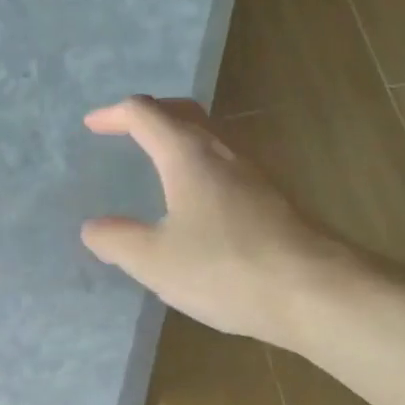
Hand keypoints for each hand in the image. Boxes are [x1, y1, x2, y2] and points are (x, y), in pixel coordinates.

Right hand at [80, 96, 348, 347]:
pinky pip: (229, 167)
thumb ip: (117, 241)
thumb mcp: (155, 261)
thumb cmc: (225, 269)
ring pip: (212, 138)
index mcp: (188, 155)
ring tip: (161, 163)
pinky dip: (203, 168)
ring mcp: (255, 174)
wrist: (312, 290)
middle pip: (184, 114)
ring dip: (181, 139)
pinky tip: (201, 203)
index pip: (145, 114)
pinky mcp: (274, 200)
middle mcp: (224, 152)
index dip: (114, 115)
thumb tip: (93, 228)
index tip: (93, 125)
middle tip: (128, 130)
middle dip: (152, 115)